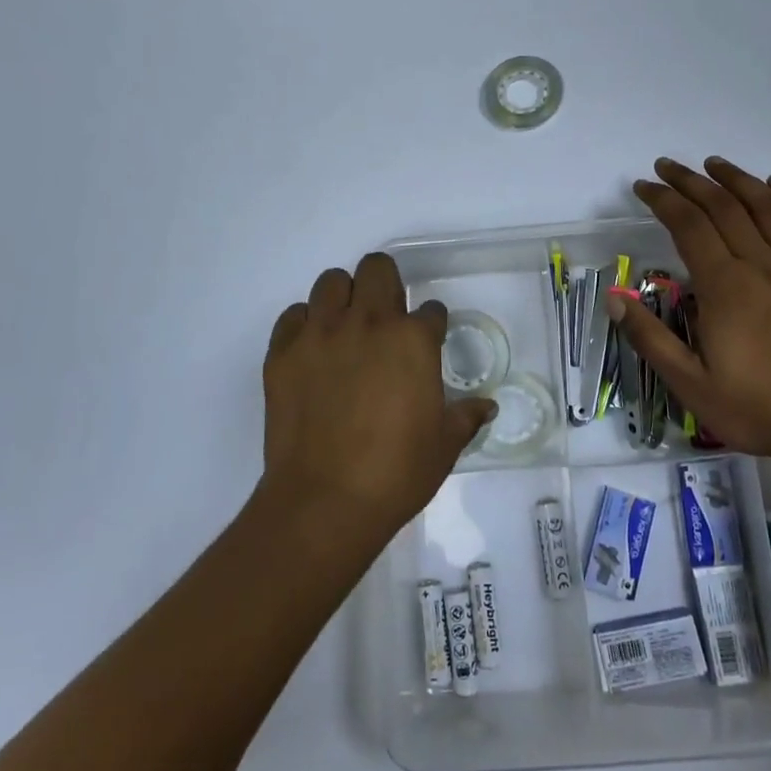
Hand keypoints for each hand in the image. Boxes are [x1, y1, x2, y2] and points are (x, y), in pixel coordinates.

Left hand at [260, 253, 495, 542]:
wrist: (324, 502)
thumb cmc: (395, 473)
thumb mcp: (444, 445)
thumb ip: (466, 416)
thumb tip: (487, 406)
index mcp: (412, 340)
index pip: (430, 310)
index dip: (431, 324)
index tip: (427, 341)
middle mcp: (367, 323)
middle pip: (377, 268)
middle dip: (386, 284)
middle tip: (386, 317)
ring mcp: (321, 334)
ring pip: (331, 282)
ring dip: (343, 298)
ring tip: (346, 328)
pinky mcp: (283, 352)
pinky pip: (293, 316)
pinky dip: (305, 325)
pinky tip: (313, 351)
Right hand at [607, 157, 770, 465]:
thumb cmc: (757, 408)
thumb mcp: (690, 385)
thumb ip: (650, 338)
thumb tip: (613, 298)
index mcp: (725, 287)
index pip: (688, 225)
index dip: (662, 200)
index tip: (643, 187)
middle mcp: (761, 265)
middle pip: (723, 206)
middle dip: (690, 181)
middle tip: (666, 167)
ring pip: (765, 206)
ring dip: (736, 179)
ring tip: (713, 163)